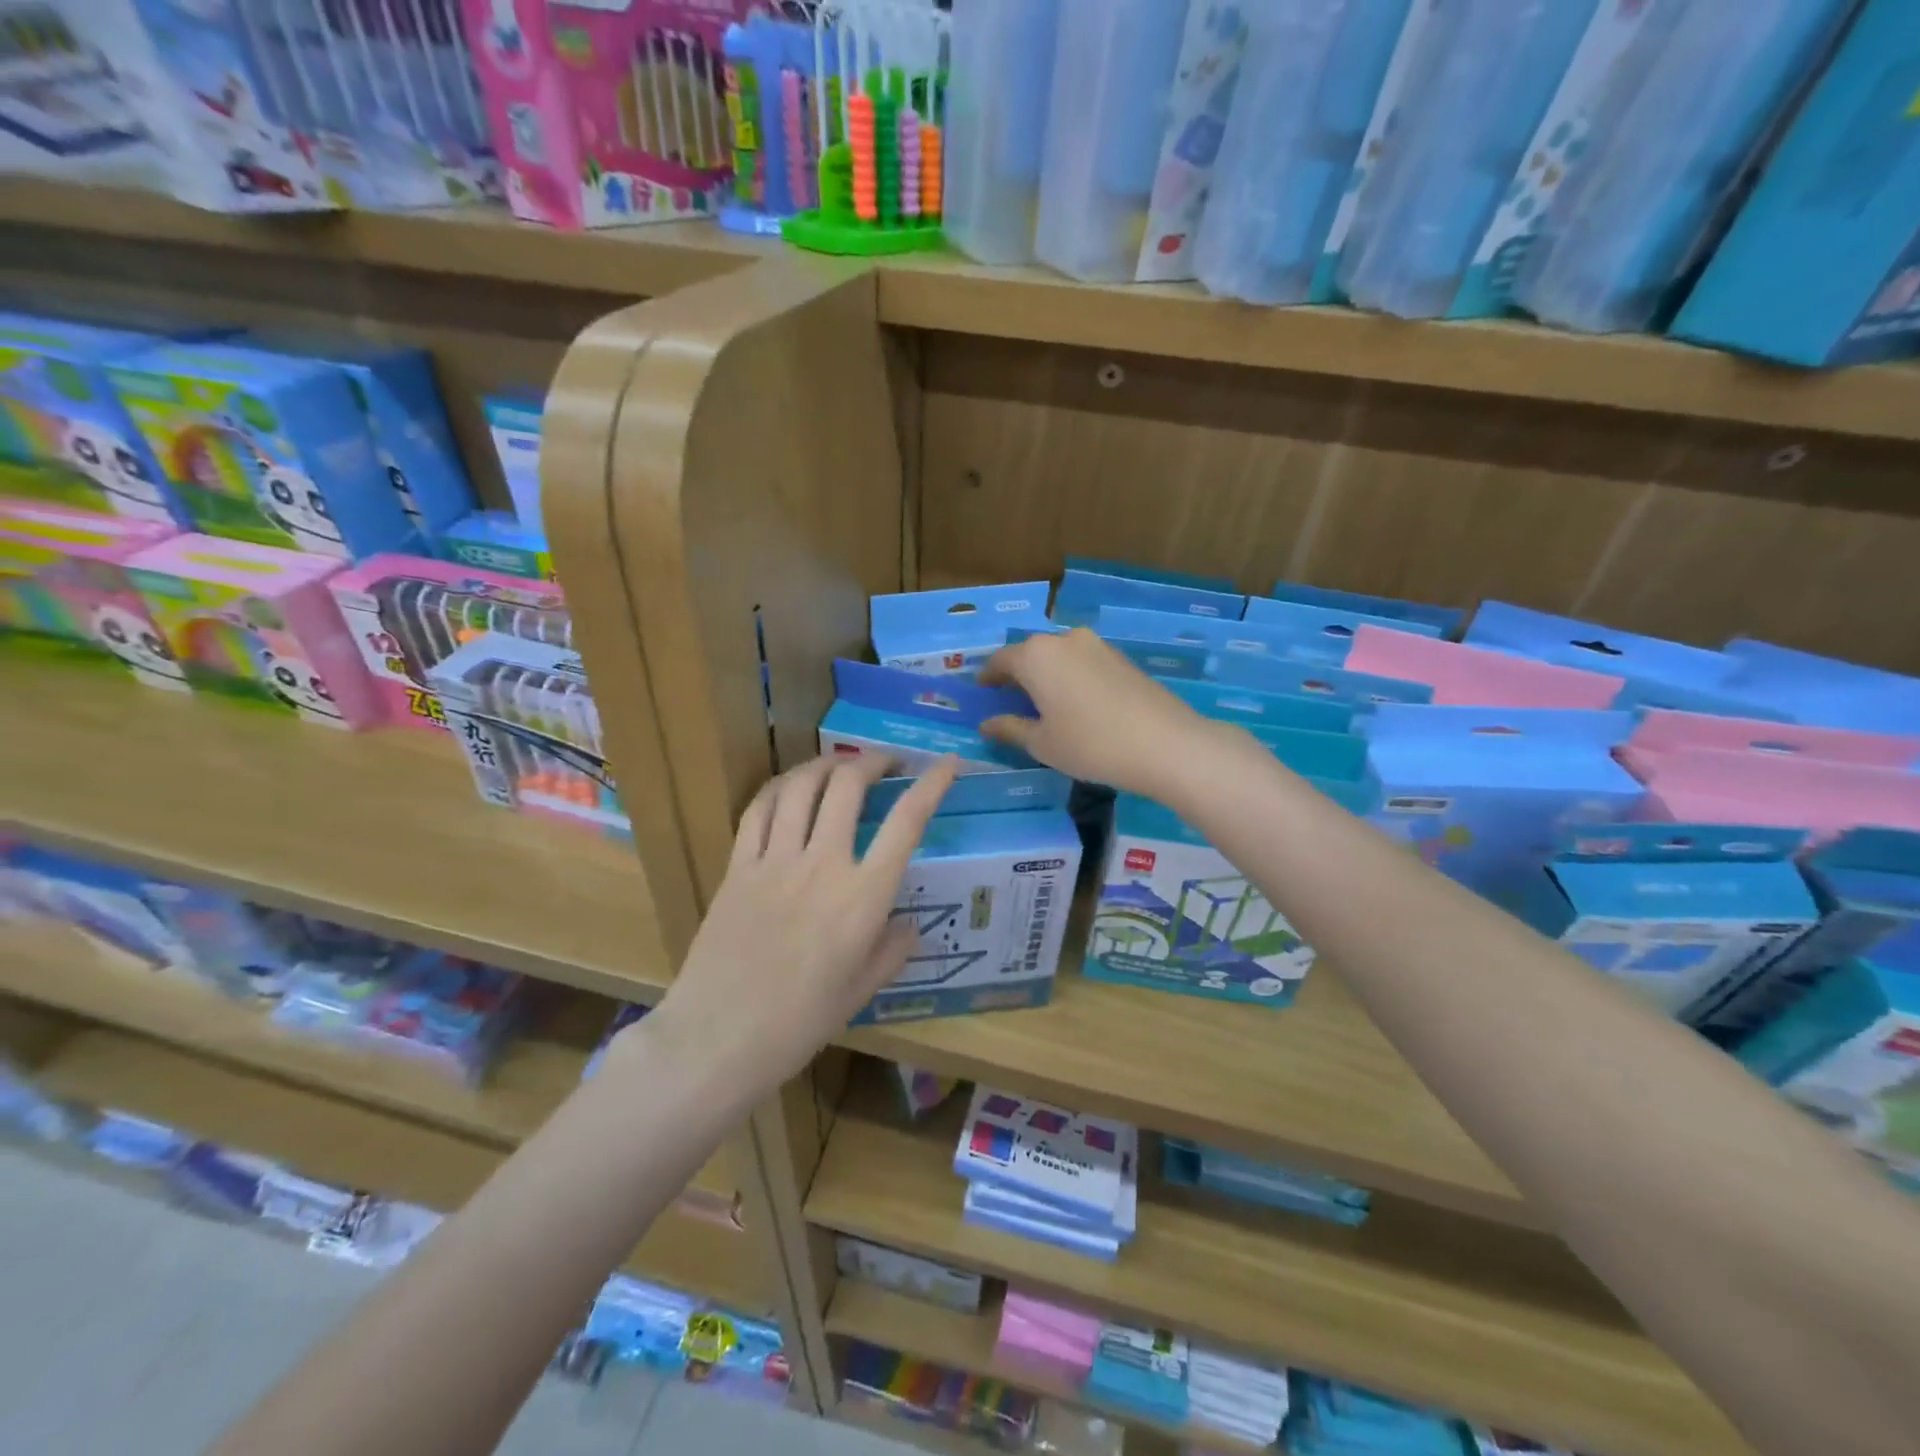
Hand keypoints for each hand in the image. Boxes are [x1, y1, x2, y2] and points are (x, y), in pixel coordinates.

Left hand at [641, 752, 957, 1092]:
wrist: (719, 1037)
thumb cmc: (800, 1022)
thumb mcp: (862, 990)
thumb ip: (892, 950)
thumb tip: (908, 924)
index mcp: (863, 896)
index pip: (907, 821)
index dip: (932, 784)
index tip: (946, 763)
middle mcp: (823, 864)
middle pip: (848, 785)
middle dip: (873, 761)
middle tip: (886, 764)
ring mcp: (775, 860)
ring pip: (801, 786)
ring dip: (826, 765)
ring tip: (840, 767)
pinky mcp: (738, 866)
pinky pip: (759, 809)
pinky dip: (780, 787)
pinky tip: (790, 788)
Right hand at [979, 628, 1211, 797]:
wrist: (1164, 743)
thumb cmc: (1090, 744)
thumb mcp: (1042, 743)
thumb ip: (1010, 728)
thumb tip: (987, 723)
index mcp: (1036, 656)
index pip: (1000, 660)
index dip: (988, 677)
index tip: (981, 693)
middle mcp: (1063, 640)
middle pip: (1030, 654)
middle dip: (1017, 675)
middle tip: (1010, 702)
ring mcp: (1096, 646)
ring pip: (1058, 657)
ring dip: (1046, 676)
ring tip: (1043, 705)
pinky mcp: (1120, 657)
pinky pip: (1082, 663)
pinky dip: (1070, 678)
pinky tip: (1075, 704)